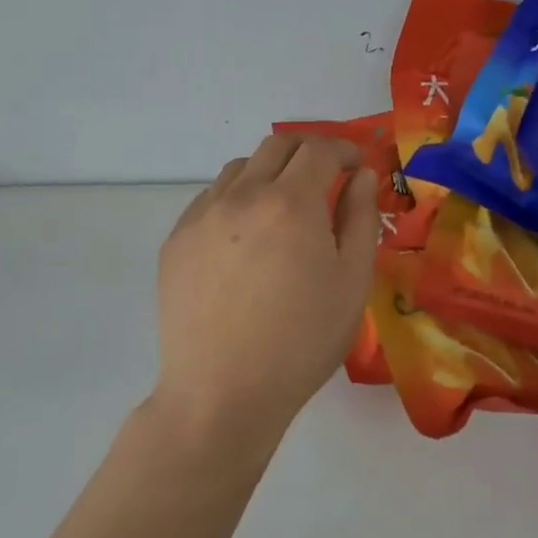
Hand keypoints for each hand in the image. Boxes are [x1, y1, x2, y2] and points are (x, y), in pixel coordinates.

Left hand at [152, 133, 380, 456]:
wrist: (221, 392)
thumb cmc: (301, 341)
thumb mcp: (351, 282)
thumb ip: (360, 218)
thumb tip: (361, 176)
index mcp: (290, 202)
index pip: (319, 149)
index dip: (345, 149)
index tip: (357, 165)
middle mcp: (242, 195)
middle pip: (277, 145)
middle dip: (308, 150)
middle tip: (325, 175)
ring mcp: (202, 215)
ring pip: (239, 169)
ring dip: (269, 172)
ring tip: (282, 209)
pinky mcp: (176, 240)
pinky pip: (210, 199)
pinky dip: (236, 199)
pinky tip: (244, 239)